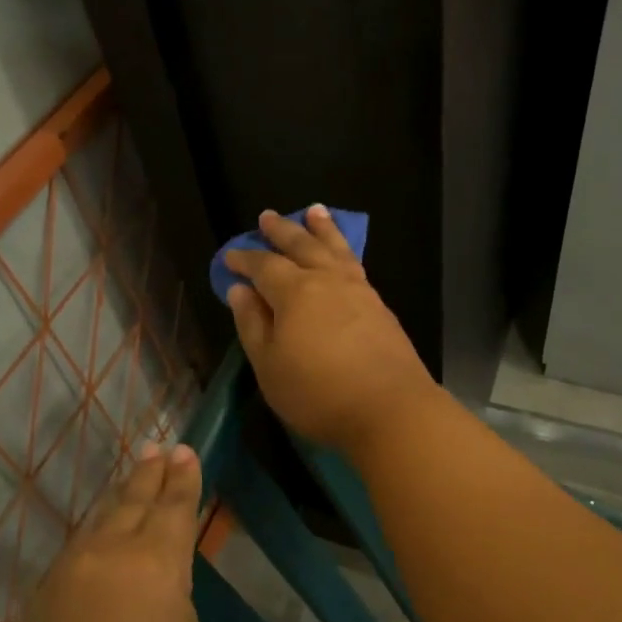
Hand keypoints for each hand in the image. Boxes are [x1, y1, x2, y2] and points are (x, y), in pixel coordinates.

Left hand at [0, 444, 212, 621]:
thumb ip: (176, 611)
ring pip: (93, 528)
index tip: (184, 451)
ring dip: (115, 505)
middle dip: (148, 474)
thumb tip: (155, 600)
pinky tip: (93, 555)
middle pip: (129, 503)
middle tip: (158, 448)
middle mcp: (103, 557)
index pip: (172, 506)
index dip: (183, 478)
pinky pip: (69, 565)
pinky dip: (89, 549)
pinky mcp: (31, 612)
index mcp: (153, 563)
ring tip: (128, 486)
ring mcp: (60, 581)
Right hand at [225, 206, 439, 454]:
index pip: (263, 265)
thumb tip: (239, 290)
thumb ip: (252, 324)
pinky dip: (343, 251)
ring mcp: (359, 291)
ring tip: (315, 212)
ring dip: (321, 229)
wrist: (391, 409)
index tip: (230, 256)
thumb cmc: (318, 393)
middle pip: (301, 246)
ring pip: (335, 249)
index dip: (244, 259)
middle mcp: (327, 281)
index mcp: (295, 292)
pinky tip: (342, 258)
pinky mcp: (380, 307)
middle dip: (282, 231)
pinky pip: (355, 265)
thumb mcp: (269, 366)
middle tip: (268, 216)